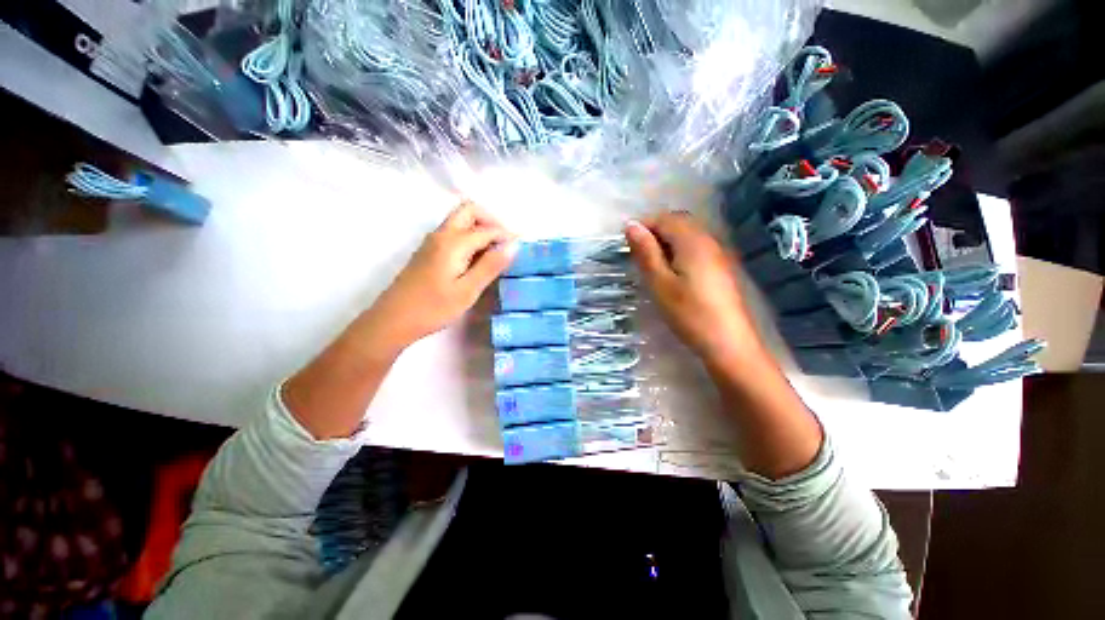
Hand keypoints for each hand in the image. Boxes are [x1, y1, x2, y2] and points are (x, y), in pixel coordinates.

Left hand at [367, 202, 516, 351]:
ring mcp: (433, 241)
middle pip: (470, 210)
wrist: (393, 320)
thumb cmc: (433, 308)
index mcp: (453, 242)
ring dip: (481, 229)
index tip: (522, 249)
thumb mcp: (467, 290)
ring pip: (461, 220)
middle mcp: (441, 234)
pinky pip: (454, 233)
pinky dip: (471, 237)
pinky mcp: (429, 251)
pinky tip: (477, 261)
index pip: (487, 229)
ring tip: (495, 254)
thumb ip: (490, 265)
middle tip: (505, 244)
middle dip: (492, 221)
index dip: (507, 236)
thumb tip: (513, 245)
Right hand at [624, 212, 762, 364]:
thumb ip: (646, 252)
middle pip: (678, 223)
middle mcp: (708, 240)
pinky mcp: (720, 267)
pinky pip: (696, 247)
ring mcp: (718, 253)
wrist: (727, 342)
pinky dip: (678, 251)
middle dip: (655, 232)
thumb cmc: (688, 313)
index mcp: (692, 241)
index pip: (665, 218)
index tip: (626, 244)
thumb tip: (631, 225)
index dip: (644, 225)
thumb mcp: (660, 283)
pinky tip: (672, 272)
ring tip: (651, 265)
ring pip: (687, 235)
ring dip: (666, 242)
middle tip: (638, 255)